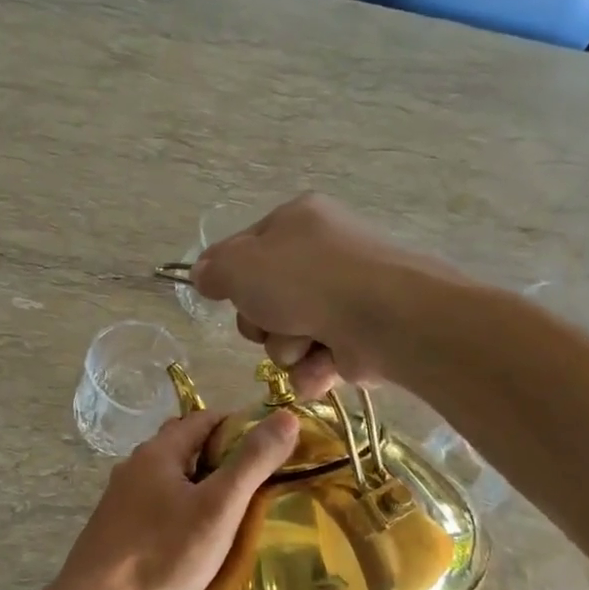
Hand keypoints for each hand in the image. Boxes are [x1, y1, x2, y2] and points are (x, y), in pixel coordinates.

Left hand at [56, 408, 298, 589]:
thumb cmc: (164, 552)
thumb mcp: (218, 507)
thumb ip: (252, 462)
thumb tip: (286, 416)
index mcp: (159, 451)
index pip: (205, 418)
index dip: (240, 426)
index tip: (270, 447)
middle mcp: (135, 465)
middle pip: (184, 445)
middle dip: (220, 454)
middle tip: (255, 480)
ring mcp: (120, 496)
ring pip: (169, 476)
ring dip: (199, 483)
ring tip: (230, 508)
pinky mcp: (115, 525)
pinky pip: (156, 502)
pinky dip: (180, 506)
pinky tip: (193, 534)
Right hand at [191, 194, 421, 395]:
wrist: (385, 318)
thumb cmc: (305, 281)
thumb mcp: (239, 266)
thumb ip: (213, 270)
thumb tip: (203, 275)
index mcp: (297, 221)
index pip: (246, 249)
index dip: (231, 278)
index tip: (225, 296)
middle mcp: (325, 253)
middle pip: (265, 299)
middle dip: (262, 322)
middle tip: (272, 322)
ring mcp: (347, 296)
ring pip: (288, 335)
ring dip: (287, 349)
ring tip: (306, 345)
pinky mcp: (362, 336)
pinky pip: (318, 359)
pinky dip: (315, 368)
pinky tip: (323, 367)